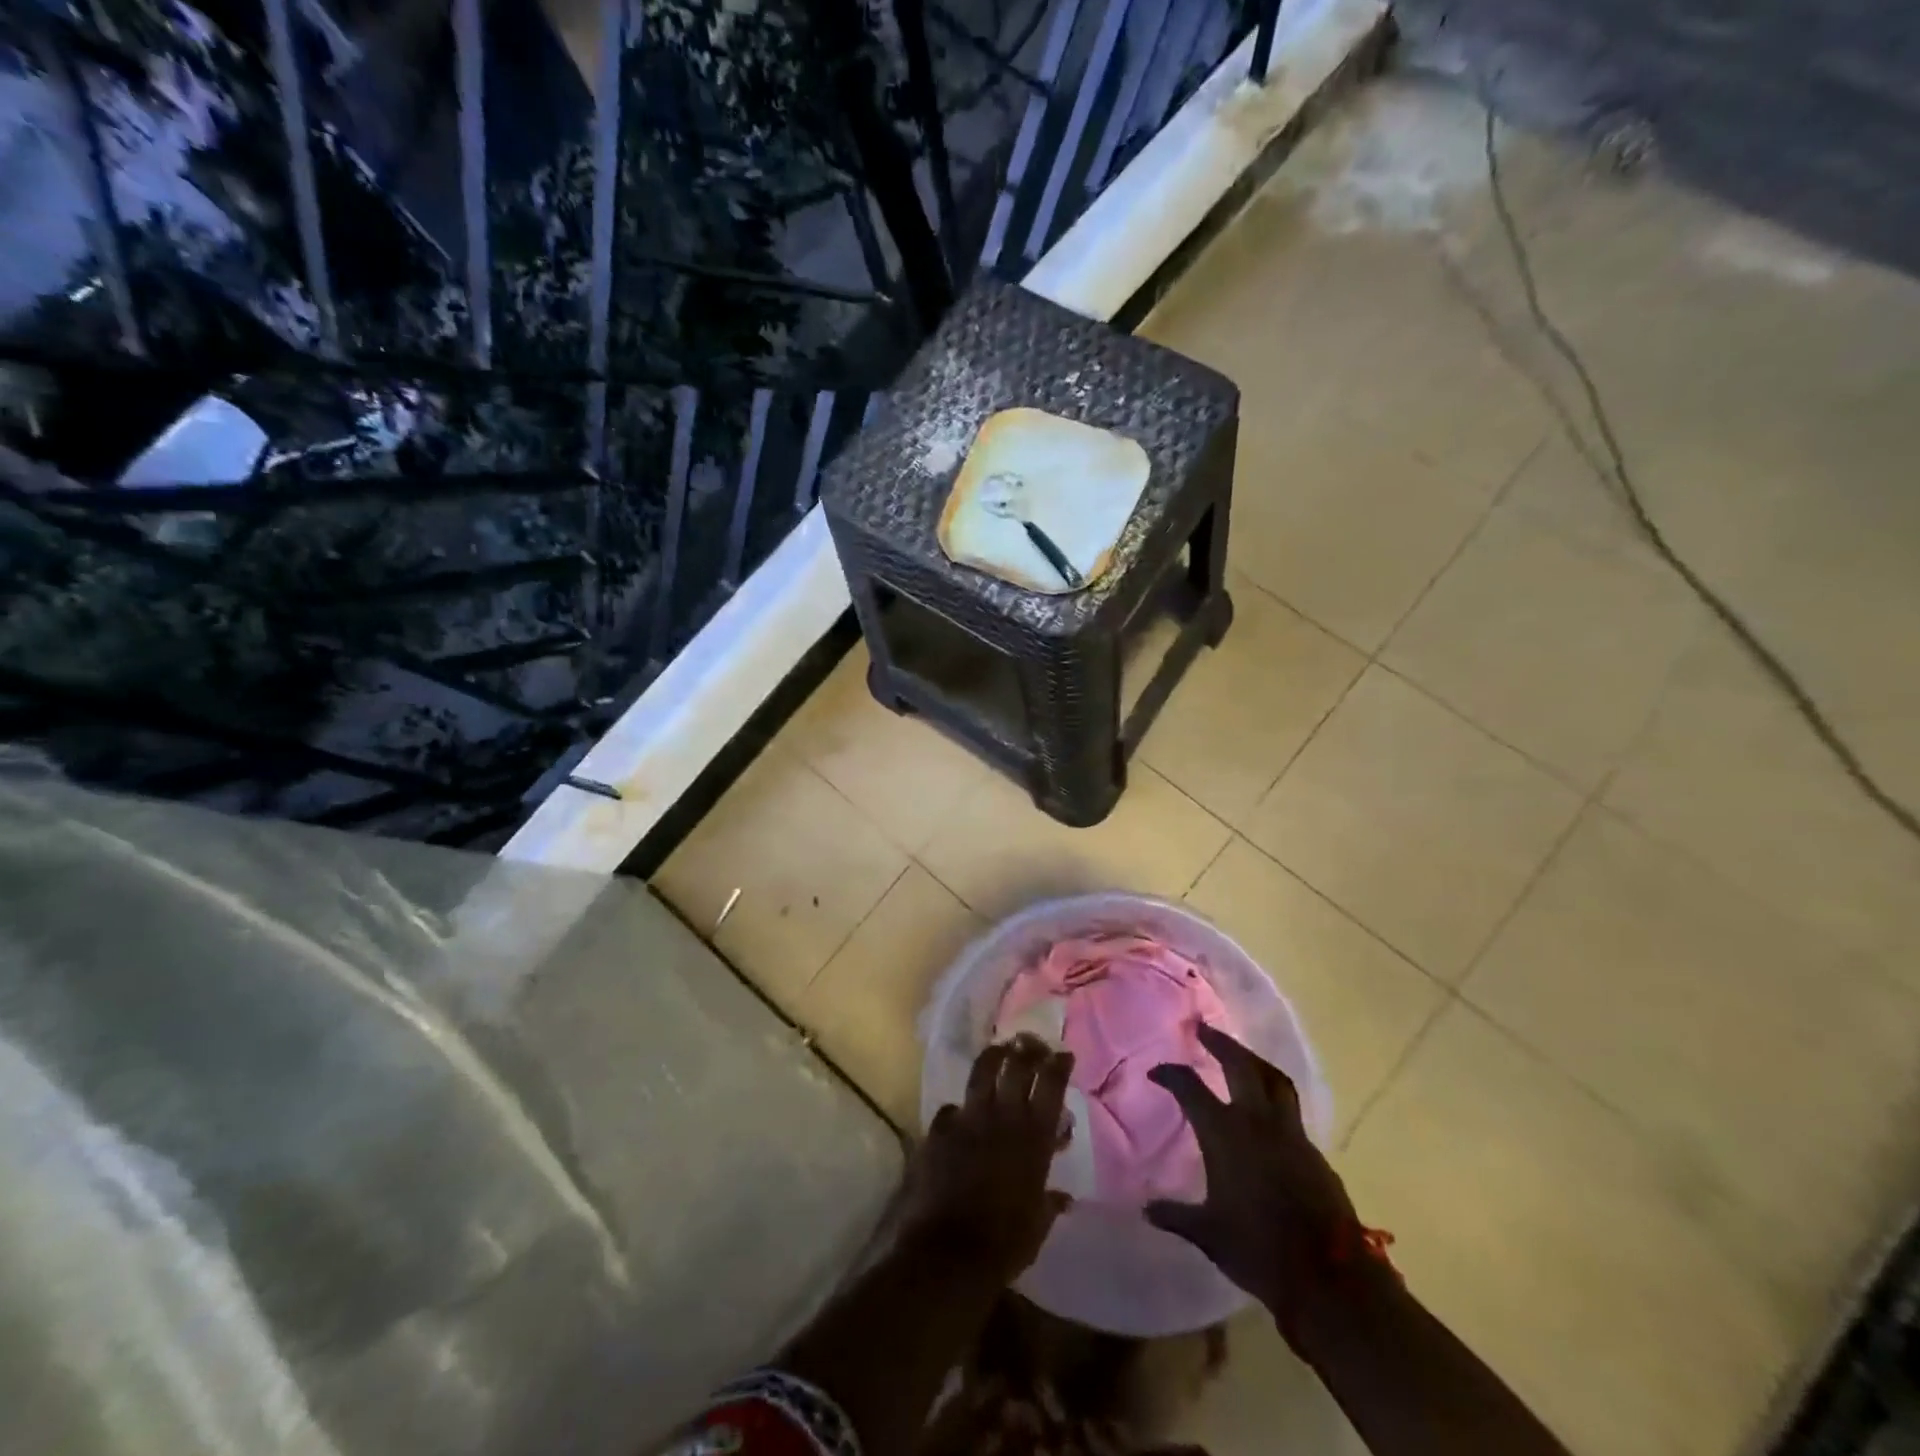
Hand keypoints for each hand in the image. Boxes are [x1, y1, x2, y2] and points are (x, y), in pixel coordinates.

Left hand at [903, 1036, 1074, 1284]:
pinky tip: (959, 1114)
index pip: (1052, 1085)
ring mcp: (969, 1117)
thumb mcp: (1038, 1223)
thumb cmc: (1006, 1242)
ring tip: (999, 1050)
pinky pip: (952, 1108)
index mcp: (1035, 1137)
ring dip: (994, 1057)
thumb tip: (1063, 1196)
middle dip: (1027, 1049)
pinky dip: (959, 1110)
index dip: (1058, 1065)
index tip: (1063, 1054)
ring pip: (983, 1070)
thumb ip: (1050, 1201)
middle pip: (1018, 1065)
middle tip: (1031, 1043)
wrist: (950, 1251)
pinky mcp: (940, 1127)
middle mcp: (1004, 1117)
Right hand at [1144, 1024, 1361, 1335]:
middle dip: (1220, 1042)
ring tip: (1239, 1054)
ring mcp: (1290, 1132)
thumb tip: (1146, 1209)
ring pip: (1272, 1078)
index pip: (1190, 1088)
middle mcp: (1257, 1121)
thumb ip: (1176, 1215)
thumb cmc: (1258, 1249)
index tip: (1156, 1072)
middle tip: (1203, 1028)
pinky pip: (1289, 1107)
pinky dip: (1273, 1093)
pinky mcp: (1313, 1150)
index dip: (1170, 1074)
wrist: (1329, 1277)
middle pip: (1240, 1064)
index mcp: (1225, 1133)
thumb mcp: (1208, 1234)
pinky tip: (1266, 1108)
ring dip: (1252, 1060)